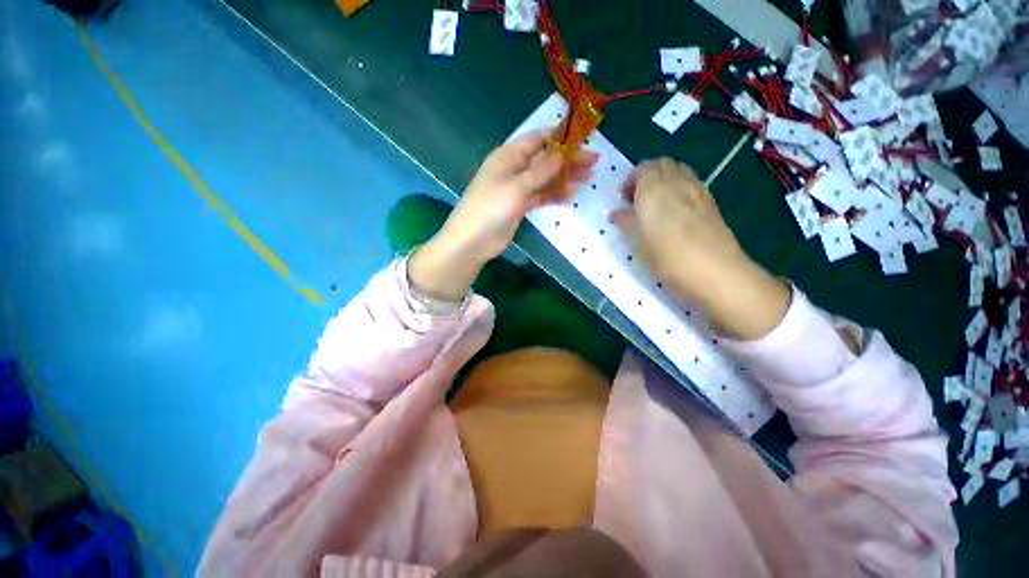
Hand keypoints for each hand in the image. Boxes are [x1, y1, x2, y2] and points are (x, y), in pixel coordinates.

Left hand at [409, 130, 596, 301]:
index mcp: (508, 156)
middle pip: (545, 159)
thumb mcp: (516, 187)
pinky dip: (554, 194)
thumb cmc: (490, 209)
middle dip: (568, 159)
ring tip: (588, 177)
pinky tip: (570, 194)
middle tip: (593, 161)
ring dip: (564, 177)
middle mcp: (514, 169)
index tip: (583, 136)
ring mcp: (517, 189)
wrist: (473, 241)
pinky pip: (540, 196)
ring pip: (544, 179)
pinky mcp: (520, 206)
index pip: (537, 139)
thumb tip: (562, 152)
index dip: (559, 136)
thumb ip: (540, 171)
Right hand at [612, 159, 789, 339]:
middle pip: (662, 165)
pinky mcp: (711, 202)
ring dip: (664, 181)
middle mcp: (677, 182)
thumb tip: (616, 214)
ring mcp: (698, 190)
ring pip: (679, 172)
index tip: (623, 200)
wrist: (714, 270)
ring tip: (656, 205)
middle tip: (638, 199)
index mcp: (654, 189)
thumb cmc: (666, 256)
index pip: (641, 169)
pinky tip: (675, 213)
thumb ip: (625, 222)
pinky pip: (691, 184)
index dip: (630, 181)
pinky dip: (679, 190)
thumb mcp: (637, 242)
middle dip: (647, 176)